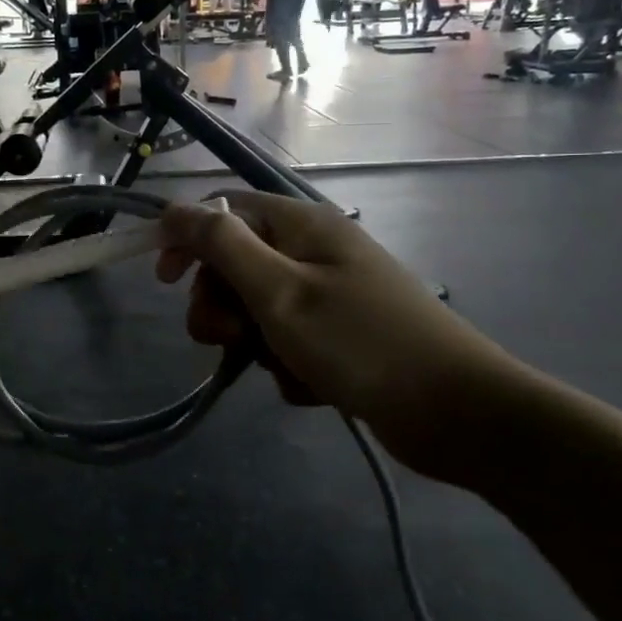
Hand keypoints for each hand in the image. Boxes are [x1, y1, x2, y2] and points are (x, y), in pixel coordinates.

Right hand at [156, 193, 517, 483]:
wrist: (458, 413)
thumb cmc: (360, 342)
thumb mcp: (279, 291)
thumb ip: (222, 245)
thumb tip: (175, 207)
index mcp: (301, 226)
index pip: (224, 212)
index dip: (187, 240)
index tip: (163, 282)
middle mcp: (314, 252)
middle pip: (236, 266)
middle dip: (222, 305)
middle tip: (231, 338)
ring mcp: (330, 296)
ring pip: (258, 310)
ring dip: (256, 342)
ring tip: (283, 366)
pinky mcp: (341, 336)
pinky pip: (289, 343)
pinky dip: (288, 365)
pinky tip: (313, 386)